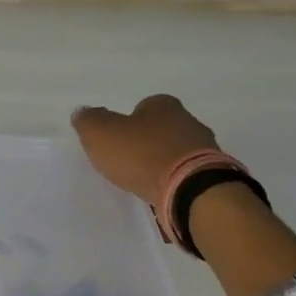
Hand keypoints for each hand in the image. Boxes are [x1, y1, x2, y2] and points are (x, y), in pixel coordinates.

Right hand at [71, 95, 219, 207]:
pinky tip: (163, 191)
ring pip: (177, 150)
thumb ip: (88, 121)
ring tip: (145, 180)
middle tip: (128, 161)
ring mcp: (205, 147)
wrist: (189, 188)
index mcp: (163, 104)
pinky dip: (175, 179)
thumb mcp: (100, 133)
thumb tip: (83, 113)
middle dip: (147, 142)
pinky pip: (187, 172)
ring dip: (163, 162)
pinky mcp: (212, 173)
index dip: (128, 122)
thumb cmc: (141, 154)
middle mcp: (188, 120)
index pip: (143, 107)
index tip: (118, 140)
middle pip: (162, 128)